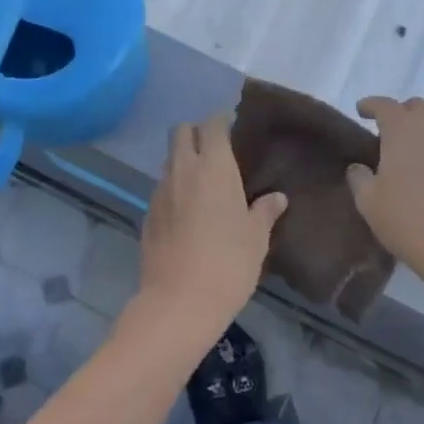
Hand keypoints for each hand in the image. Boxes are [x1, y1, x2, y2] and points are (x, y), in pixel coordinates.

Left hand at [134, 114, 286, 340]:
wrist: (180, 301)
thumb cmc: (229, 263)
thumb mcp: (257, 238)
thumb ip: (264, 212)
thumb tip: (277, 197)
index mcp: (214, 166)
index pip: (212, 125)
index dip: (221, 122)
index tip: (232, 129)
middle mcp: (183, 169)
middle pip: (181, 132)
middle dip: (195, 133)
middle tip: (214, 152)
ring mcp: (160, 190)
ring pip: (168, 160)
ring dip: (182, 162)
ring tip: (201, 183)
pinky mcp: (146, 213)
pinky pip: (161, 189)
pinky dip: (172, 190)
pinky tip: (185, 213)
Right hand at [347, 96, 423, 293]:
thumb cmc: (405, 218)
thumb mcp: (368, 201)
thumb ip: (359, 178)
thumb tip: (358, 167)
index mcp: (400, 130)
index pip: (384, 105)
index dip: (371, 105)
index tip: (362, 111)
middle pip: (418, 106)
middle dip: (404, 112)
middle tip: (392, 131)